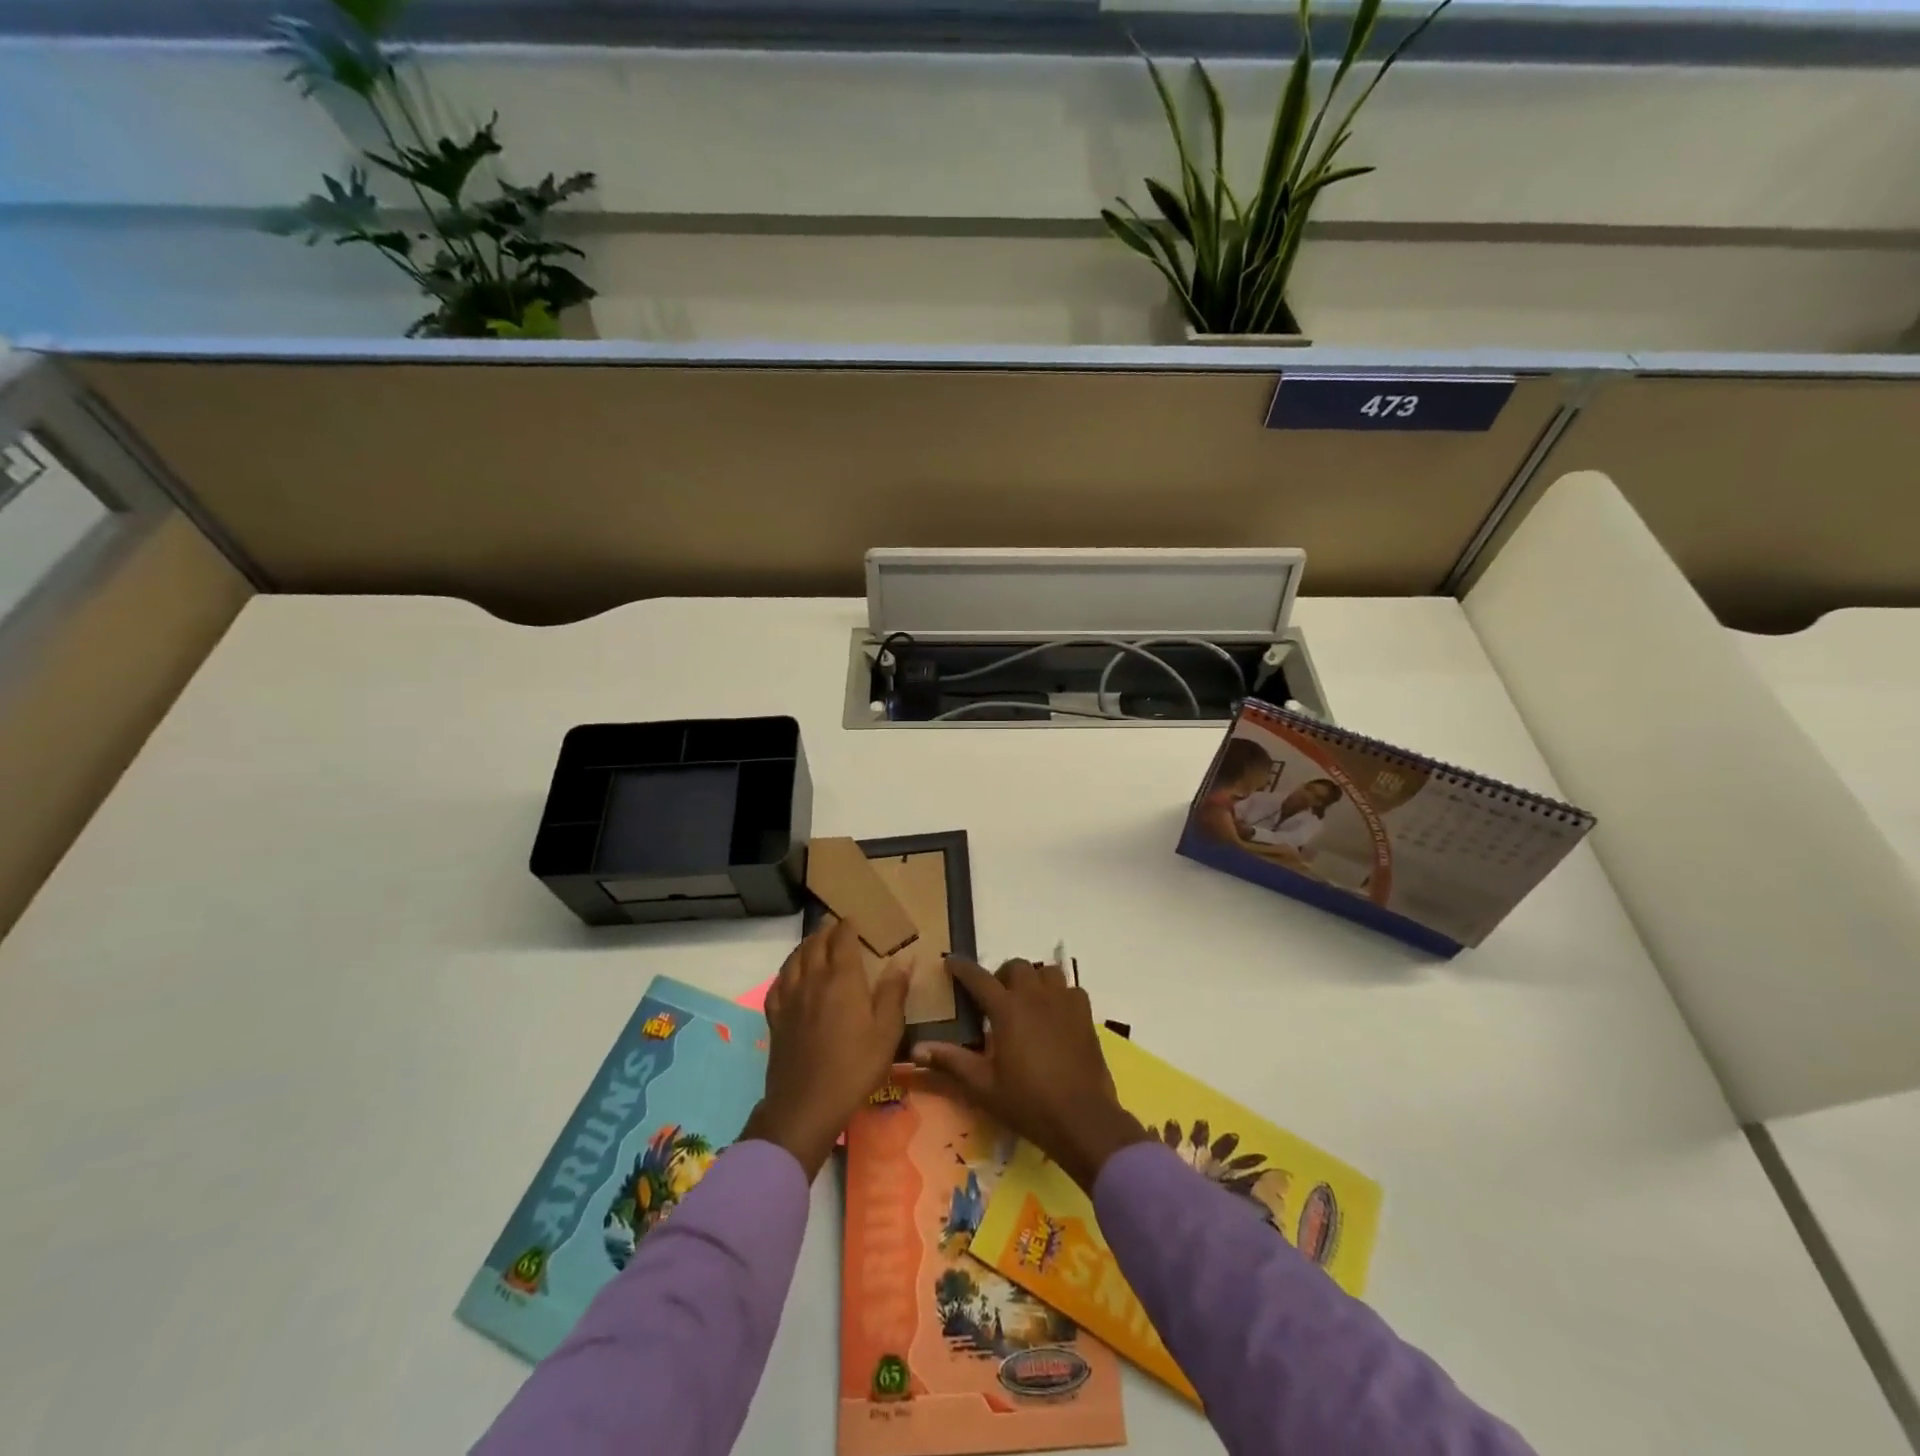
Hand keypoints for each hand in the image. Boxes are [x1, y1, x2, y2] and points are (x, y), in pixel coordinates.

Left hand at [742, 920, 910, 1179]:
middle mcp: (813, 979)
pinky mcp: (776, 1017)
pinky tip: (791, 975)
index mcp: (842, 979)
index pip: (843, 939)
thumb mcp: (886, 1032)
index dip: (848, 925)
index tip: (854, 919)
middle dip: (826, 930)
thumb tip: (905, 958)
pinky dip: (787, 970)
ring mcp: (790, 998)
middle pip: (816, 943)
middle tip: (835, 924)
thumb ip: (894, 992)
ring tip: (814, 942)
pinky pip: (778, 983)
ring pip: (794, 959)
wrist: (806, 1105)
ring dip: (806, 945)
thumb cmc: (855, 1067)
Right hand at [912, 958, 1147, 1192]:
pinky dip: (1060, 993)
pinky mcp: (1085, 1014)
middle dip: (1002, 974)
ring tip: (1027, 1000)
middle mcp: (1035, 996)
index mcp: (1007, 1009)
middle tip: (996, 996)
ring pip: (1047, 972)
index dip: (962, 968)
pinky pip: (1071, 989)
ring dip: (1033, 979)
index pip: (978, 978)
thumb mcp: (983, 1085)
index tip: (951, 961)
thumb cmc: (1028, 1102)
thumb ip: (951, 1061)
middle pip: (1016, 966)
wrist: (1082, 1117)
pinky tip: (1055, 1013)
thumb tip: (916, 1048)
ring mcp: (1064, 1001)